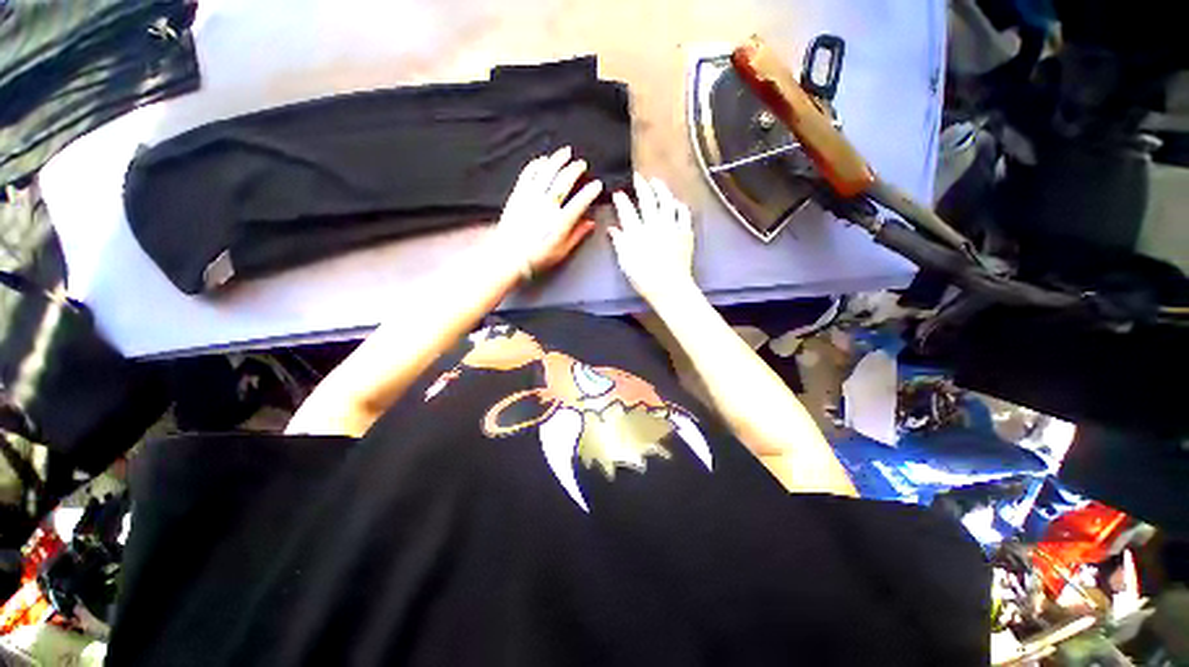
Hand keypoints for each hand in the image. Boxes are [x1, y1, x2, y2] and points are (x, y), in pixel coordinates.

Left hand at [491, 147, 602, 280]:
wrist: (510, 257)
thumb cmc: (538, 257)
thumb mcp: (562, 251)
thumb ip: (577, 235)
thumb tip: (591, 223)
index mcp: (560, 222)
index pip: (580, 202)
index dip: (590, 191)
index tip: (597, 185)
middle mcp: (547, 207)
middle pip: (563, 182)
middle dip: (575, 170)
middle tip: (581, 163)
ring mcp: (531, 199)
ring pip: (546, 173)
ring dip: (557, 160)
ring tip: (565, 152)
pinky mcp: (518, 196)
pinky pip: (527, 175)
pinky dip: (536, 165)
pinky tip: (542, 160)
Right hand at [608, 174, 696, 305]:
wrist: (670, 288)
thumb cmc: (644, 279)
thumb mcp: (626, 263)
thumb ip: (620, 243)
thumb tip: (613, 229)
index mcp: (637, 233)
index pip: (627, 210)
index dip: (622, 200)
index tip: (618, 193)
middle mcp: (654, 225)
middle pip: (648, 200)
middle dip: (641, 186)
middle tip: (638, 177)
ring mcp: (672, 227)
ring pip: (667, 201)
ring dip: (661, 189)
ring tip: (656, 182)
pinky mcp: (685, 233)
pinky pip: (683, 213)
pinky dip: (678, 205)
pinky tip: (675, 202)